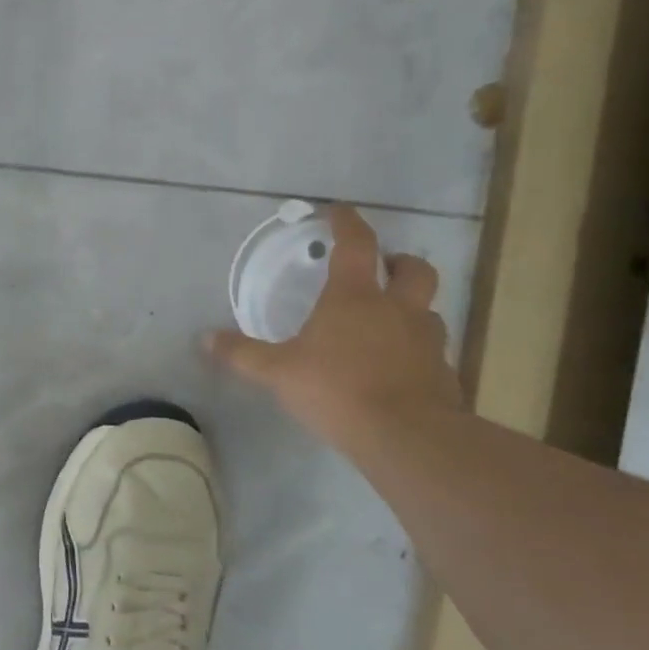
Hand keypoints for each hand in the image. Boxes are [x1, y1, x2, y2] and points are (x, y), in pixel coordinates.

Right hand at [207, 206, 461, 448]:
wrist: (406, 438)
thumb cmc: (337, 390)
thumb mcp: (278, 372)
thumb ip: (242, 354)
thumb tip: (205, 339)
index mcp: (355, 297)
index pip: (356, 243)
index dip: (347, 222)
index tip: (337, 211)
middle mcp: (398, 309)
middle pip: (414, 269)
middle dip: (399, 263)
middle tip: (380, 272)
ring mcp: (427, 341)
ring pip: (427, 311)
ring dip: (410, 309)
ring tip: (386, 327)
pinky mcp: (443, 374)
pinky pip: (431, 352)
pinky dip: (415, 352)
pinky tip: (396, 371)